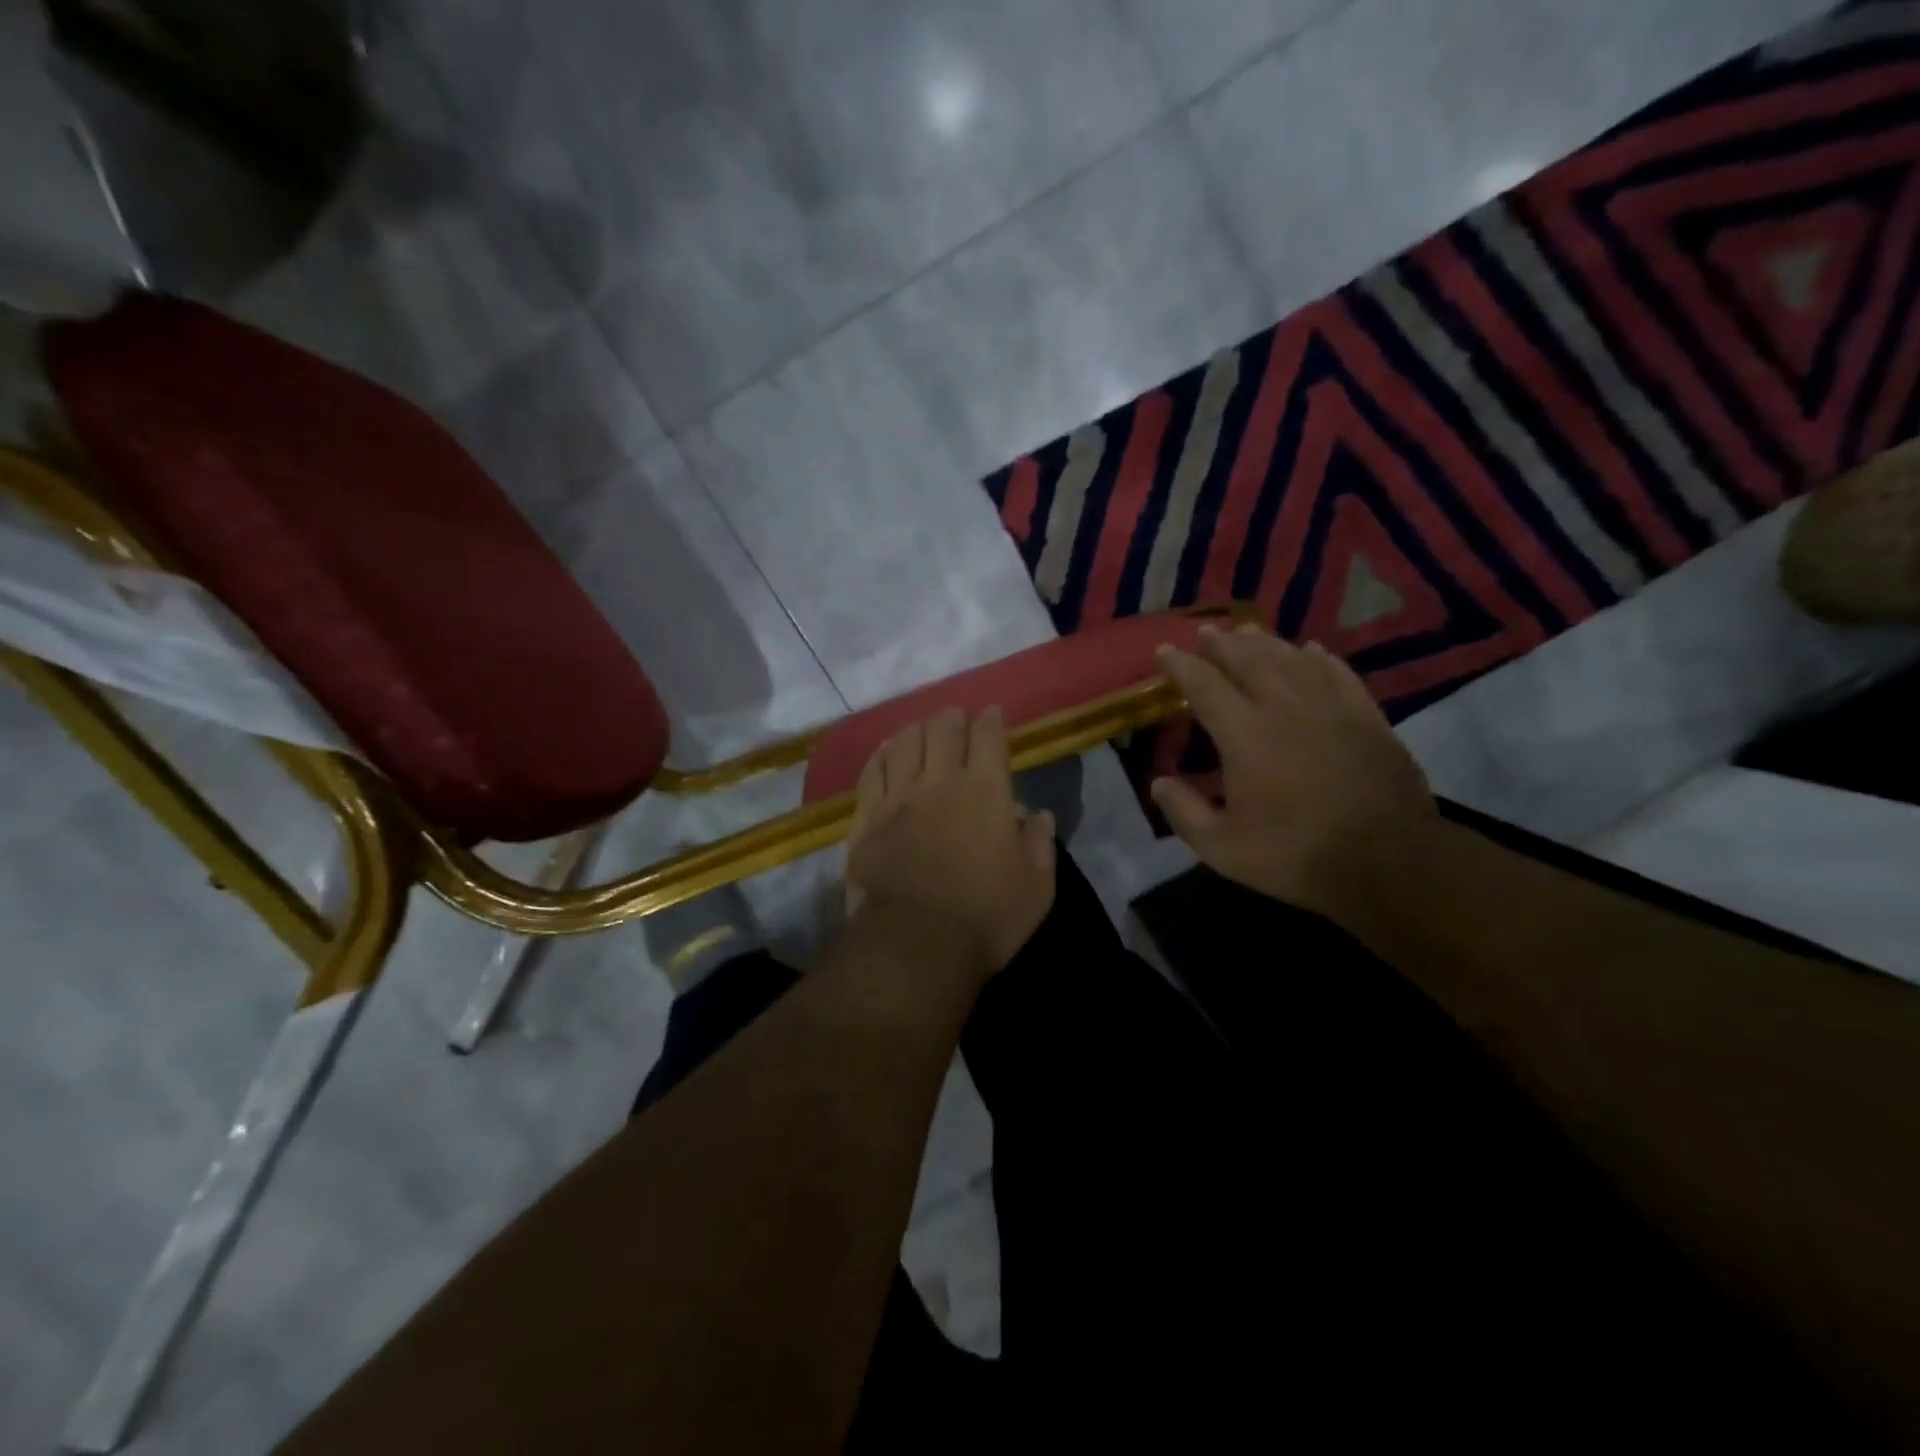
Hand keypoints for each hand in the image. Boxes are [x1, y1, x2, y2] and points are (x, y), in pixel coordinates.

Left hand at [845, 707, 1056, 982]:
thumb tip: (1039, 814)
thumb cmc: (986, 916)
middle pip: (943, 731)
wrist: (916, 943)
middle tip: (954, 718)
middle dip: (951, 718)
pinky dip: (880, 755)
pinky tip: (884, 752)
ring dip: (915, 730)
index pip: (988, 738)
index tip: (990, 713)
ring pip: (904, 744)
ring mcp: (898, 798)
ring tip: (920, 729)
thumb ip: (1040, 843)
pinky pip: (872, 773)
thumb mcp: (1037, 886)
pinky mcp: (867, 818)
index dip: (990, 720)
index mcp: (986, 792)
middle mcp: (940, 782)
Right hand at [1151, 626, 1438, 919]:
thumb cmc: (1295, 854)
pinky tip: (1313, 650)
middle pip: (1249, 660)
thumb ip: (1184, 812)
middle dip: (1222, 643)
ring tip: (1247, 632)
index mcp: (1244, 734)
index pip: (1204, 686)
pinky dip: (1321, 658)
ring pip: (1293, 659)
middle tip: (1205, 631)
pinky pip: (1340, 674)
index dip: (1181, 666)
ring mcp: (1331, 708)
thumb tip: (1158, 783)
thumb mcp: (1222, 848)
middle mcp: (1285, 708)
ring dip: (1266, 643)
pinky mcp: (1368, 718)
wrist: (1387, 862)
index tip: (1164, 651)